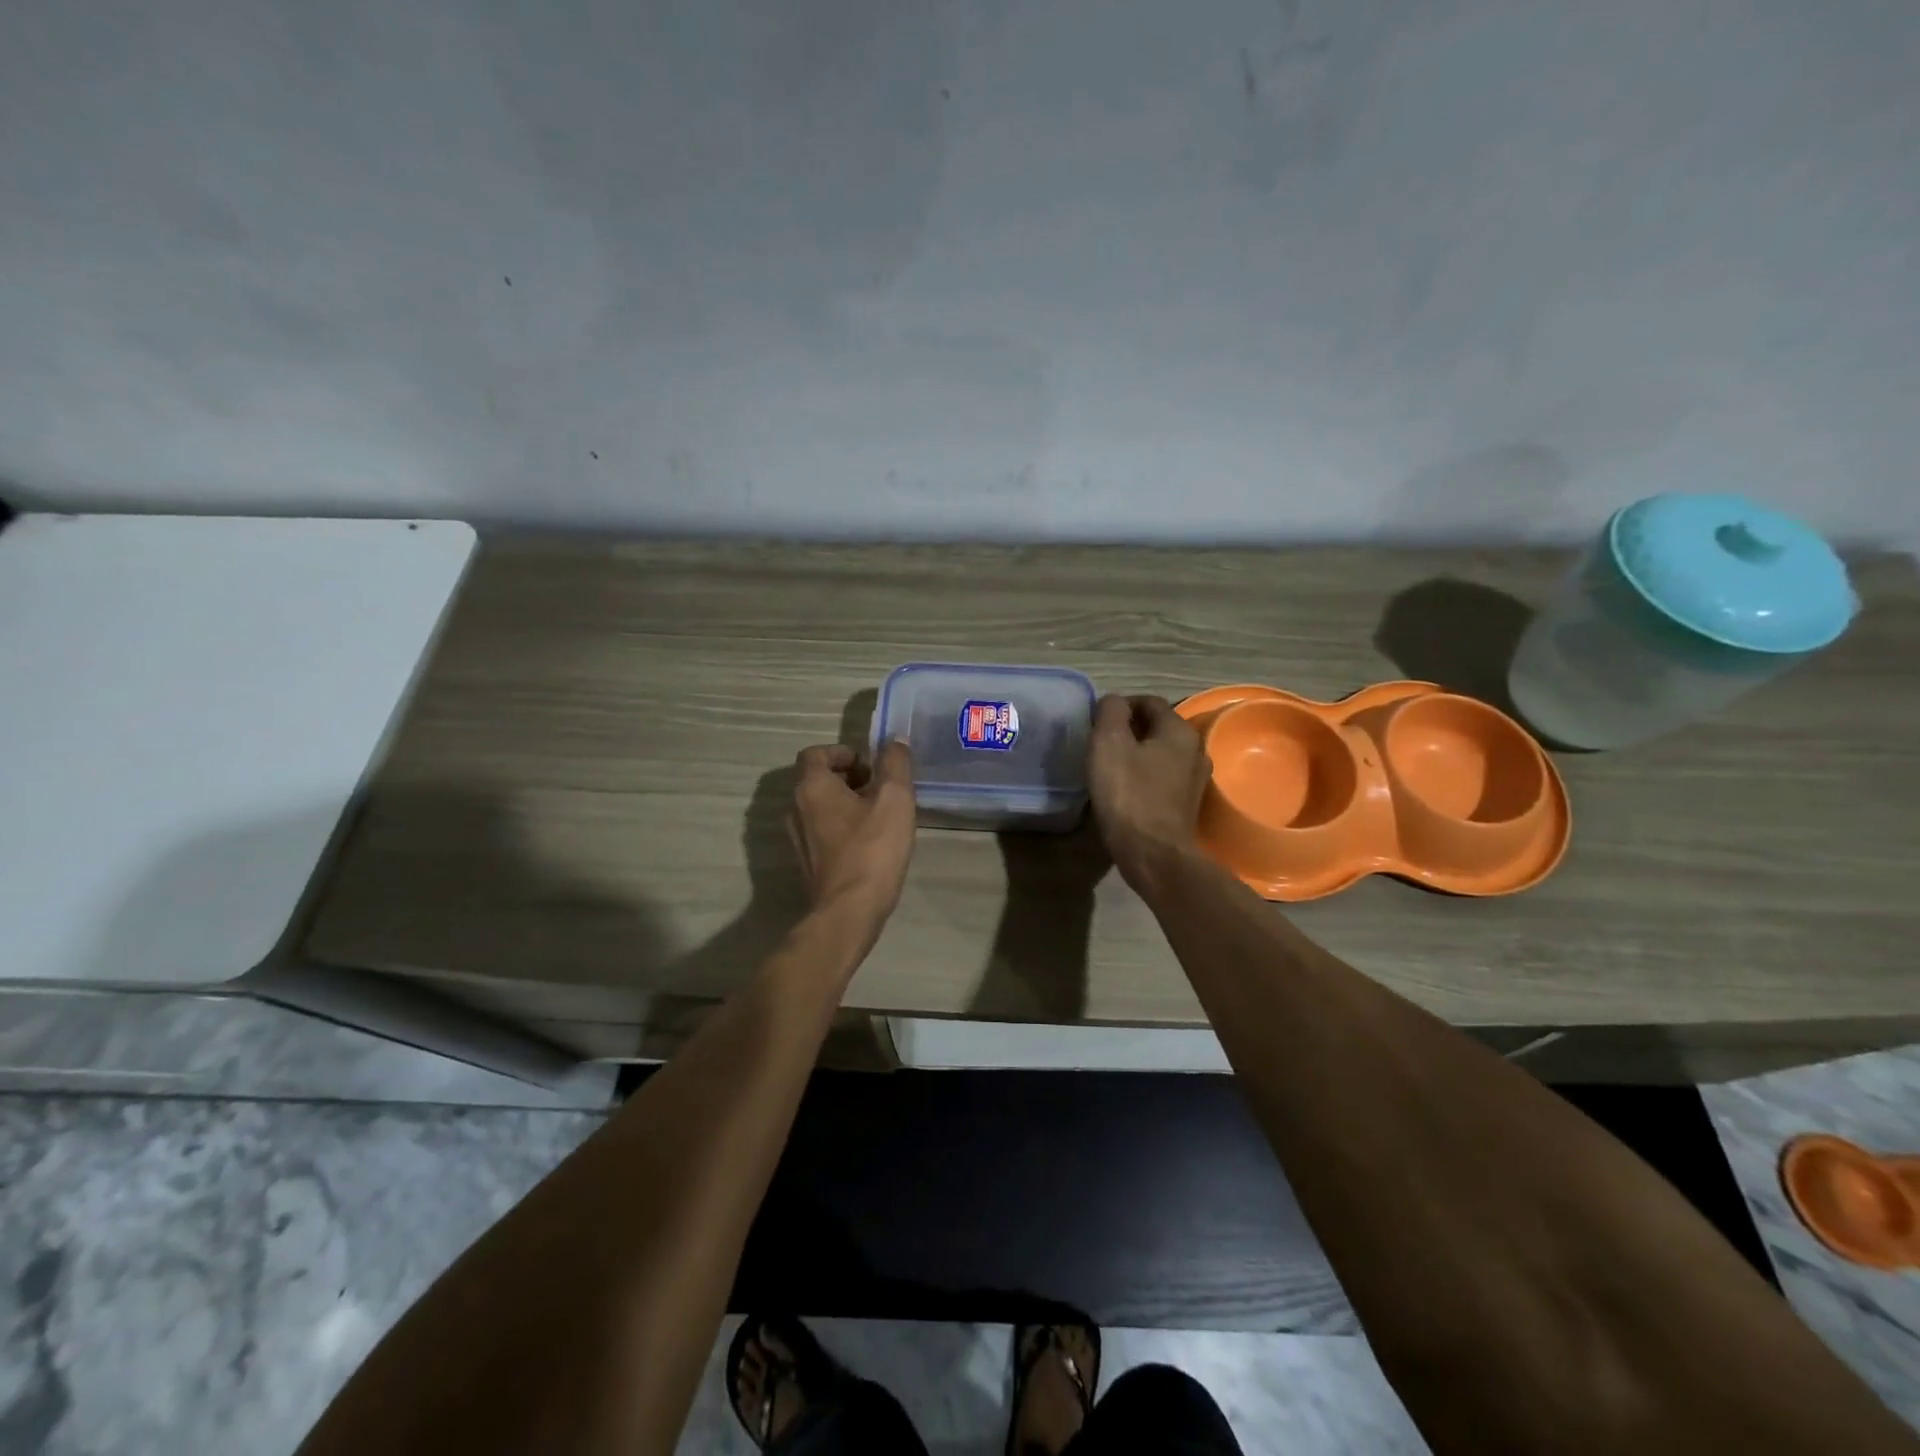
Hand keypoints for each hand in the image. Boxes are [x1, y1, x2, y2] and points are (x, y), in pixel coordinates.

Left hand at [789, 742, 916, 936]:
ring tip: (879, 814)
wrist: (849, 910)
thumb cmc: (872, 848)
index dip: (841, 753)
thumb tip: (895, 742)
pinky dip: (841, 826)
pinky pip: (822, 831)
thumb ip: (895, 763)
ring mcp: (798, 838)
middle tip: (879, 787)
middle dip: (847, 778)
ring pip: (820, 807)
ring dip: (845, 803)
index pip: (815, 754)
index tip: (868, 764)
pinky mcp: (806, 863)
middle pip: (816, 780)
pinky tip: (869, 842)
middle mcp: (795, 808)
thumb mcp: (895, 798)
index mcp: (811, 787)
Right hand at [1087, 695, 1209, 890]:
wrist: (1153, 853)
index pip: (1148, 701)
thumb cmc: (1128, 794)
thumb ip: (1110, 712)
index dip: (1120, 706)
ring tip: (1110, 766)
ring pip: (1161, 753)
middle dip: (1129, 730)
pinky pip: (1163, 776)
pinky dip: (1145, 775)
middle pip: (1157, 727)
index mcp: (1179, 729)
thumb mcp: (1108, 743)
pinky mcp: (1188, 803)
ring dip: (1137, 753)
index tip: (1096, 722)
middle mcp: (1195, 748)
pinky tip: (1126, 789)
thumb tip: (1114, 702)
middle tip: (1100, 744)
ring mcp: (1195, 779)